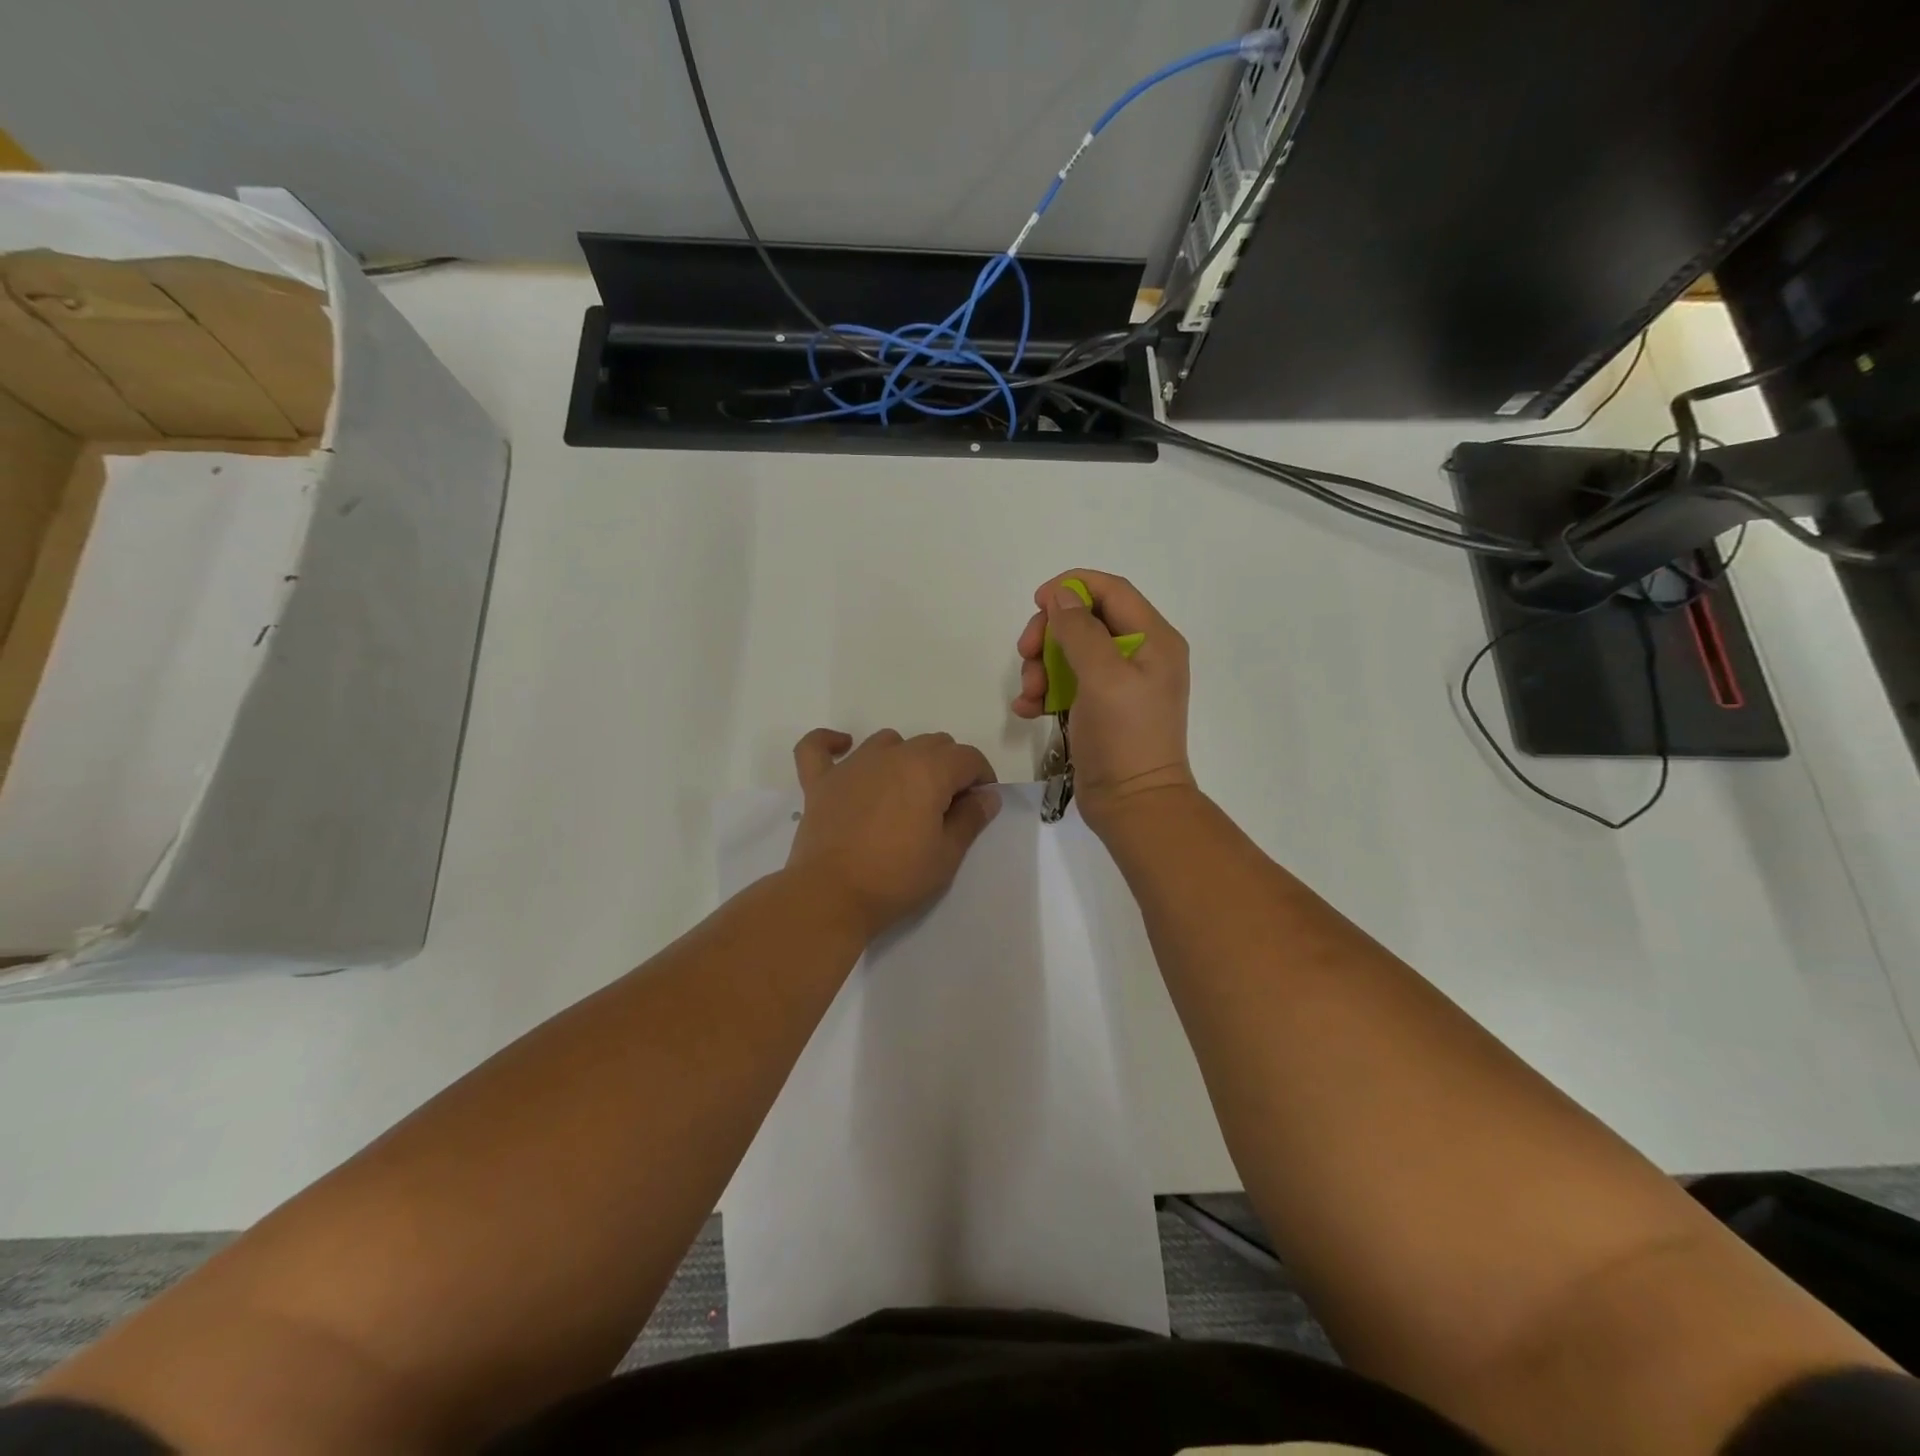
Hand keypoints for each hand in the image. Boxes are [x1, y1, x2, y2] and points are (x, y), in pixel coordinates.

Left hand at [786, 728, 1000, 940]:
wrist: (831, 896)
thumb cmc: (896, 878)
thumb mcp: (946, 855)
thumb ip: (970, 819)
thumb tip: (987, 795)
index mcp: (928, 771)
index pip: (968, 757)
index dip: (982, 777)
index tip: (980, 804)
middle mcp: (892, 756)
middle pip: (933, 743)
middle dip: (949, 766)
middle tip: (947, 806)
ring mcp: (852, 765)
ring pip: (888, 741)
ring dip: (905, 756)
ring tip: (907, 791)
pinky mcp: (820, 781)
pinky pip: (818, 747)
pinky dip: (831, 742)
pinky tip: (844, 749)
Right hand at [1011, 569, 1195, 830]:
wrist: (1133, 805)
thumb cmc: (1124, 736)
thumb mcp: (1103, 676)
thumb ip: (1080, 629)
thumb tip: (1061, 594)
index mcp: (1153, 639)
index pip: (1111, 591)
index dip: (1073, 587)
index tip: (1037, 602)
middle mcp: (1139, 655)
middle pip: (1085, 621)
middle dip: (1050, 634)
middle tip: (1026, 653)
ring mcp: (1118, 684)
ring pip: (1069, 653)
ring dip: (1041, 667)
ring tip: (1030, 695)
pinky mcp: (1099, 709)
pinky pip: (1066, 685)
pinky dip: (1044, 692)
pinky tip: (1027, 710)